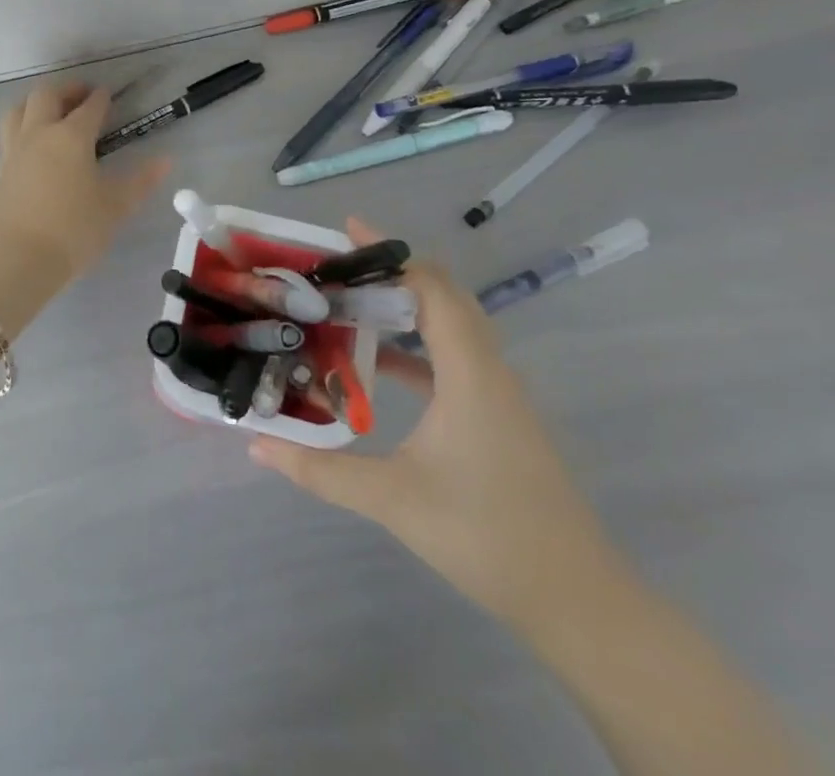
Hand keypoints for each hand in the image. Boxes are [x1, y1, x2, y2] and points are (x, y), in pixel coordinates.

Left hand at [0, 83, 169, 290]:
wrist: (17, 258)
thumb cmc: (73, 230)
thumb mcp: (115, 207)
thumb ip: (140, 181)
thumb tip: (165, 160)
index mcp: (71, 136)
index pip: (89, 107)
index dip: (100, 98)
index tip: (108, 94)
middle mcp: (39, 133)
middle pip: (46, 96)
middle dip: (66, 90)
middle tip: (81, 95)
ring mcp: (14, 150)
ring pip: (19, 110)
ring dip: (36, 103)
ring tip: (50, 111)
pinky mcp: (0, 171)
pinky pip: (9, 136)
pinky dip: (22, 128)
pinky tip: (32, 145)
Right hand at [250, 217, 622, 628]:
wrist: (578, 602)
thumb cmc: (486, 535)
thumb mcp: (392, 499)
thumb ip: (319, 470)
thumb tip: (256, 446)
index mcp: (468, 372)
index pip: (430, 287)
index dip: (388, 254)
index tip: (343, 232)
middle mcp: (488, 370)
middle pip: (443, 296)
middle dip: (392, 272)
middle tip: (336, 268)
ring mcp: (498, 394)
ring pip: (451, 327)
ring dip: (404, 307)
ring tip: (348, 304)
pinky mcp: (498, 416)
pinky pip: (453, 358)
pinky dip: (415, 346)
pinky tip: (377, 365)